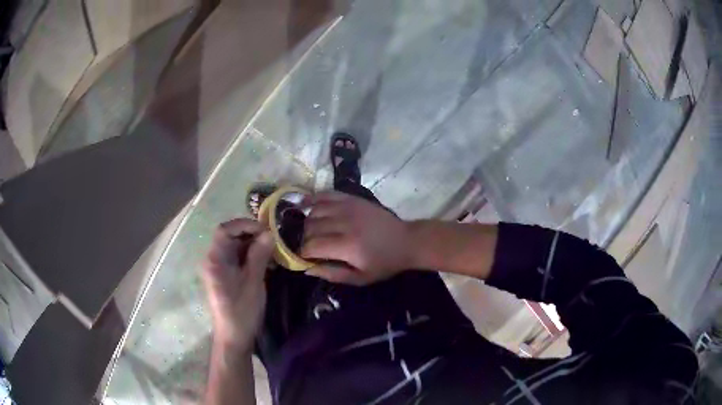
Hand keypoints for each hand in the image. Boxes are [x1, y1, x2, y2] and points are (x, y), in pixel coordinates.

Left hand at [202, 219, 272, 350]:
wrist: (234, 337)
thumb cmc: (242, 311)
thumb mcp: (253, 282)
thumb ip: (259, 255)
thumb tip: (269, 233)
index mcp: (214, 260)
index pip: (225, 230)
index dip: (245, 224)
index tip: (266, 230)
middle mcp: (212, 260)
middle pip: (229, 237)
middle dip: (251, 234)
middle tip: (272, 239)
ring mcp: (217, 268)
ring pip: (234, 247)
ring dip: (252, 246)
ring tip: (272, 250)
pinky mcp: (224, 276)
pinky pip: (236, 258)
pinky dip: (250, 256)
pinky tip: (265, 262)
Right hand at [300, 191, 411, 284]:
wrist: (406, 241)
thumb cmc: (383, 263)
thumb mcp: (360, 278)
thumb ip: (332, 274)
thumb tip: (307, 269)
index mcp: (346, 246)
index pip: (312, 246)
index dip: (303, 253)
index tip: (303, 257)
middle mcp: (344, 223)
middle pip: (310, 228)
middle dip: (304, 238)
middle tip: (308, 246)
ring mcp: (348, 207)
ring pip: (315, 211)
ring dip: (307, 222)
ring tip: (310, 231)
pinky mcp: (352, 198)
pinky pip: (325, 195)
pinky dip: (312, 200)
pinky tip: (305, 206)